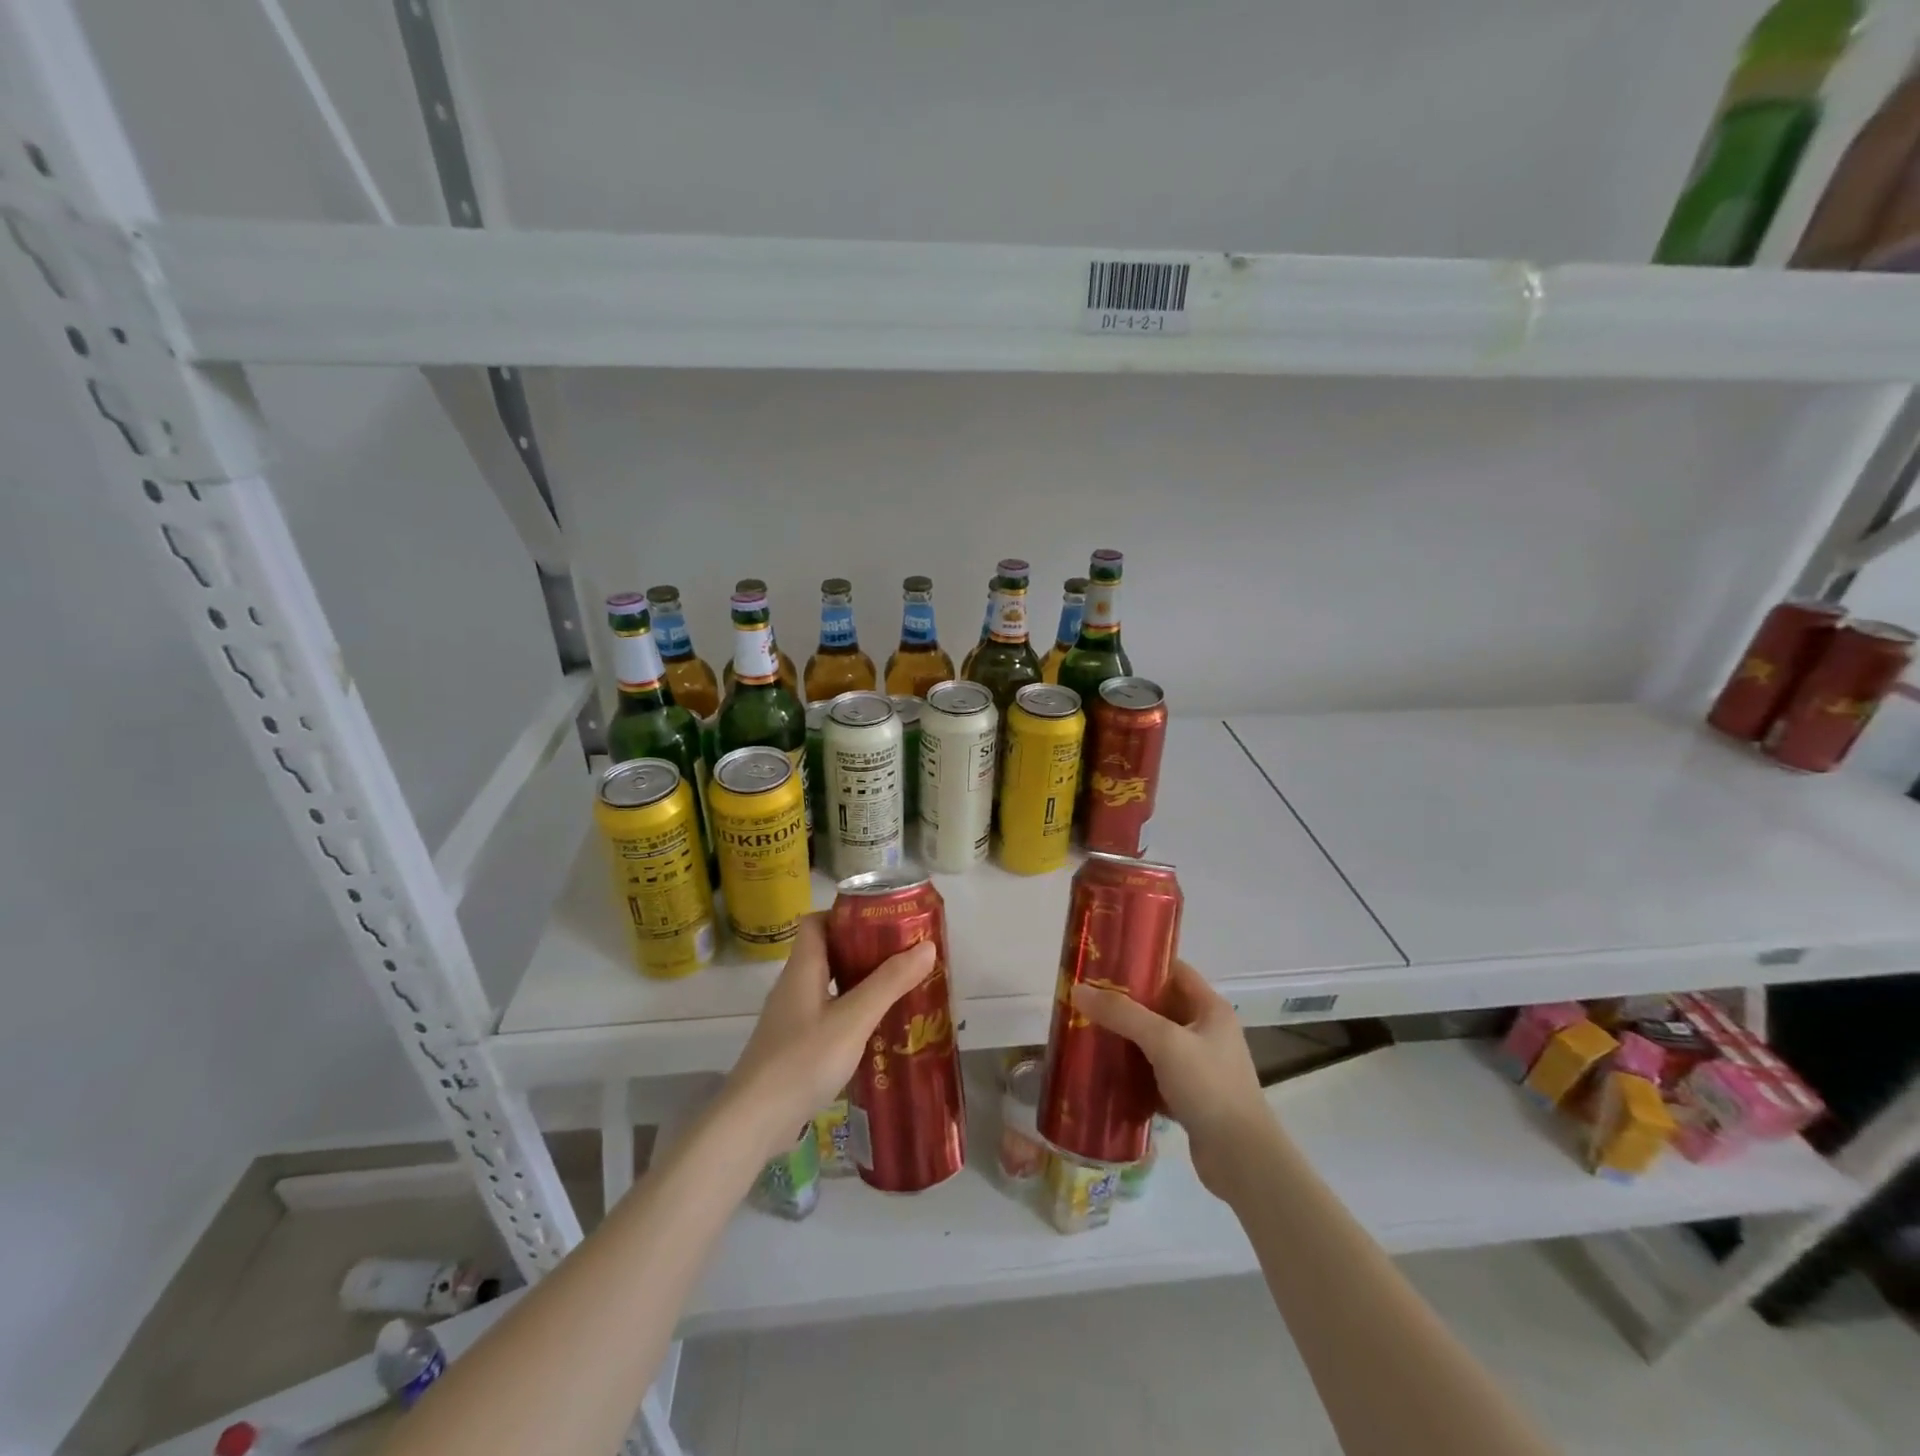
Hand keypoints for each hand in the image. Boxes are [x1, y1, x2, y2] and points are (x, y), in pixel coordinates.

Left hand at [722, 913, 935, 1160]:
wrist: (753, 1122)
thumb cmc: (803, 1060)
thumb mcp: (853, 1019)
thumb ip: (889, 983)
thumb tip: (926, 946)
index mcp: (802, 969)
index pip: (816, 922)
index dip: (846, 915)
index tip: (882, 921)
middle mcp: (793, 987)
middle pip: (827, 954)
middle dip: (864, 951)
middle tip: (902, 957)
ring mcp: (791, 1019)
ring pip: (828, 987)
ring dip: (860, 985)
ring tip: (898, 991)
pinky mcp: (793, 1048)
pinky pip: (826, 1017)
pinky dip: (850, 1015)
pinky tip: (875, 1032)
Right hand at [1072, 958, 1273, 1199]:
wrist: (1242, 1160)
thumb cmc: (1209, 1087)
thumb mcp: (1164, 1042)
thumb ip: (1122, 1014)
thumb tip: (1078, 990)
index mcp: (1210, 1008)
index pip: (1174, 970)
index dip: (1143, 963)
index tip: (1106, 964)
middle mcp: (1208, 1032)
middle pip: (1162, 1006)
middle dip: (1127, 1003)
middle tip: (1089, 999)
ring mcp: (1201, 1066)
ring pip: (1156, 1042)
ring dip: (1127, 1038)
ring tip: (1090, 1031)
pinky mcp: (1191, 1096)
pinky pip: (1156, 1074)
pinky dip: (1134, 1072)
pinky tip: (1106, 1072)